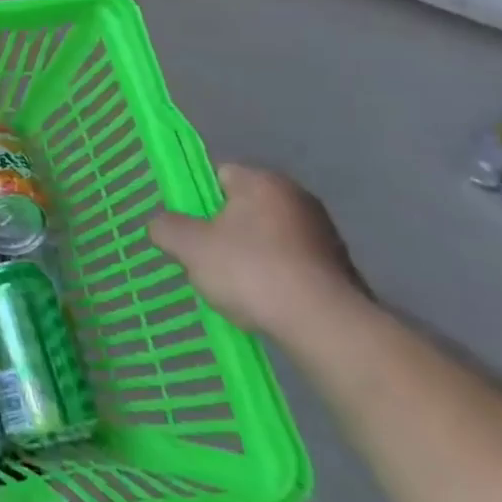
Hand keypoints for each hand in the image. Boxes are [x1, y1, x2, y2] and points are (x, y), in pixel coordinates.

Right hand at [149, 165, 368, 344]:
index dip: (197, 200)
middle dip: (223, 230)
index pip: (218, 174)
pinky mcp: (340, 268)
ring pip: (268, 237)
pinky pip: (292, 264)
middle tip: (205, 258)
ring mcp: (324, 233)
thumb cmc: (251, 271)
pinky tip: (265, 301)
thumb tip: (161, 224)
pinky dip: (276, 277)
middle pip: (243, 207)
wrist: (326, 326)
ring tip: (235, 287)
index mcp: (261, 181)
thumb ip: (166, 227)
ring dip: (251, 256)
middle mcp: (297, 196)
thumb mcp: (189, 247)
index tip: (188, 229)